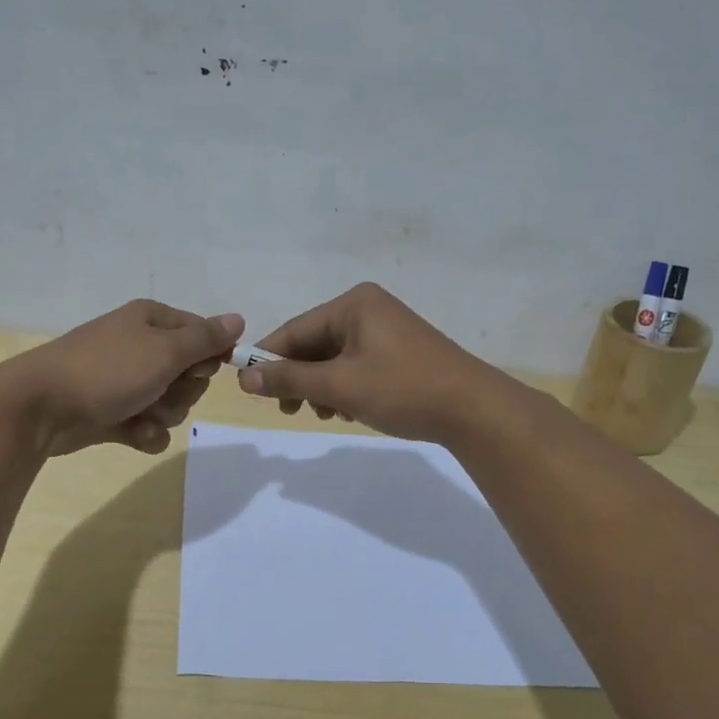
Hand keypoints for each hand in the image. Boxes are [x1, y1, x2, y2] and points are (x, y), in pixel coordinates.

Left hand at [0, 300, 243, 456]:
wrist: (40, 408)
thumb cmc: (108, 370)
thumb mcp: (165, 350)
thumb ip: (206, 338)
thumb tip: (238, 320)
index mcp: (151, 320)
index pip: (201, 333)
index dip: (208, 356)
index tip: (199, 370)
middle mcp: (139, 345)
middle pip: (189, 371)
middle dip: (183, 389)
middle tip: (163, 391)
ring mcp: (124, 380)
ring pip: (171, 401)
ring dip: (164, 413)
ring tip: (142, 415)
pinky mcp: (112, 412)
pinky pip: (148, 424)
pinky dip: (146, 431)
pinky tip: (134, 434)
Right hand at [237, 282, 512, 443]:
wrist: (474, 410)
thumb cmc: (402, 389)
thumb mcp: (340, 386)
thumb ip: (290, 379)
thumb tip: (244, 378)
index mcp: (354, 304)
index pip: (295, 329)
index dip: (268, 359)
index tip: (248, 389)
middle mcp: (369, 308)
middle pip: (315, 343)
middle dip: (299, 377)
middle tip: (288, 410)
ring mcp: (387, 329)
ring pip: (335, 358)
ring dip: (322, 386)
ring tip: (326, 413)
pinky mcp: (400, 351)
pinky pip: (357, 364)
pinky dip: (345, 386)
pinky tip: (348, 410)